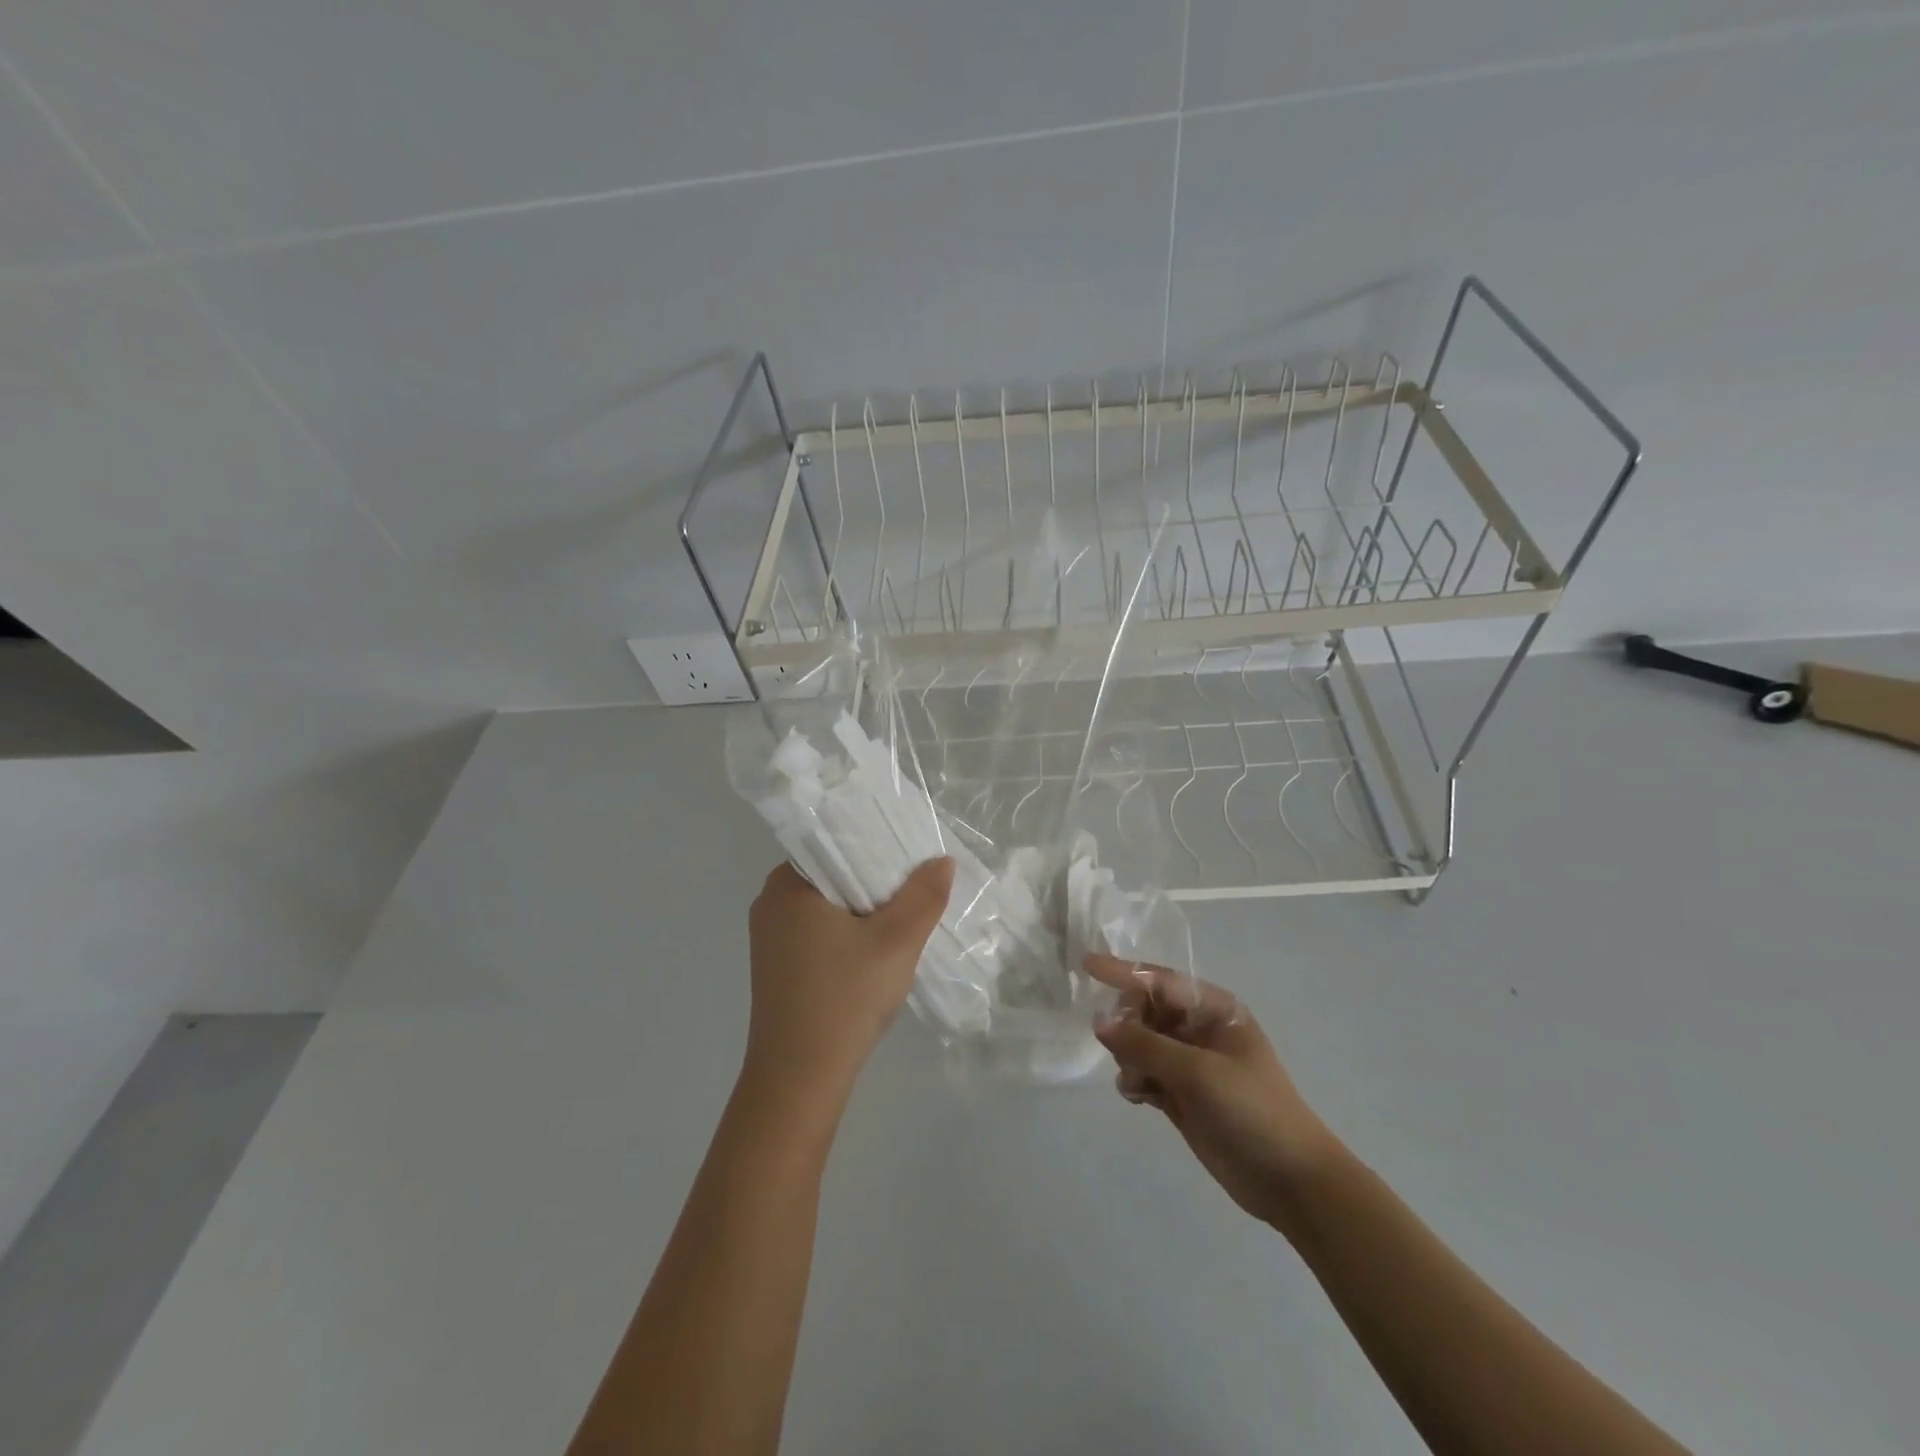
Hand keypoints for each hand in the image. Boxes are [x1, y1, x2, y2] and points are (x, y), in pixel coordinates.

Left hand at [743, 858, 953, 1104]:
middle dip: (875, 878)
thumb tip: (942, 861)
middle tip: (918, 881)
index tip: (913, 852)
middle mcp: (770, 902)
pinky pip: (818, 930)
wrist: (799, 1081)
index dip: (877, 843)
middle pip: (833, 873)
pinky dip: (847, 930)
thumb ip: (923, 897)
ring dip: (863, 907)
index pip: (835, 842)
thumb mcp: (896, 942)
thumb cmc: (845, 999)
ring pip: (827, 904)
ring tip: (905, 910)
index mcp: (787, 884)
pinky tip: (877, 945)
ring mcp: (770, 937)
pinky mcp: (778, 965)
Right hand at [1087, 953, 1344, 1231]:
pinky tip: (1140, 1098)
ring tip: (1140, 1084)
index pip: (1160, 981)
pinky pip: (1143, 1073)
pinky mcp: (1181, 1095)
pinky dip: (1135, 1081)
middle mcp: (1199, 1029)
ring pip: (1139, 1044)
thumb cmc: (1252, 1110)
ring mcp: (1190, 1064)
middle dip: (1128, 1026)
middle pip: (1145, 1010)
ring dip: (1130, 1059)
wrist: (1290, 1182)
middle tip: (1127, 1053)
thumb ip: (1144, 1044)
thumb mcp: (1197, 1072)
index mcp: (1214, 1010)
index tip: (1086, 965)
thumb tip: (1098, 1022)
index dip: (1123, 972)